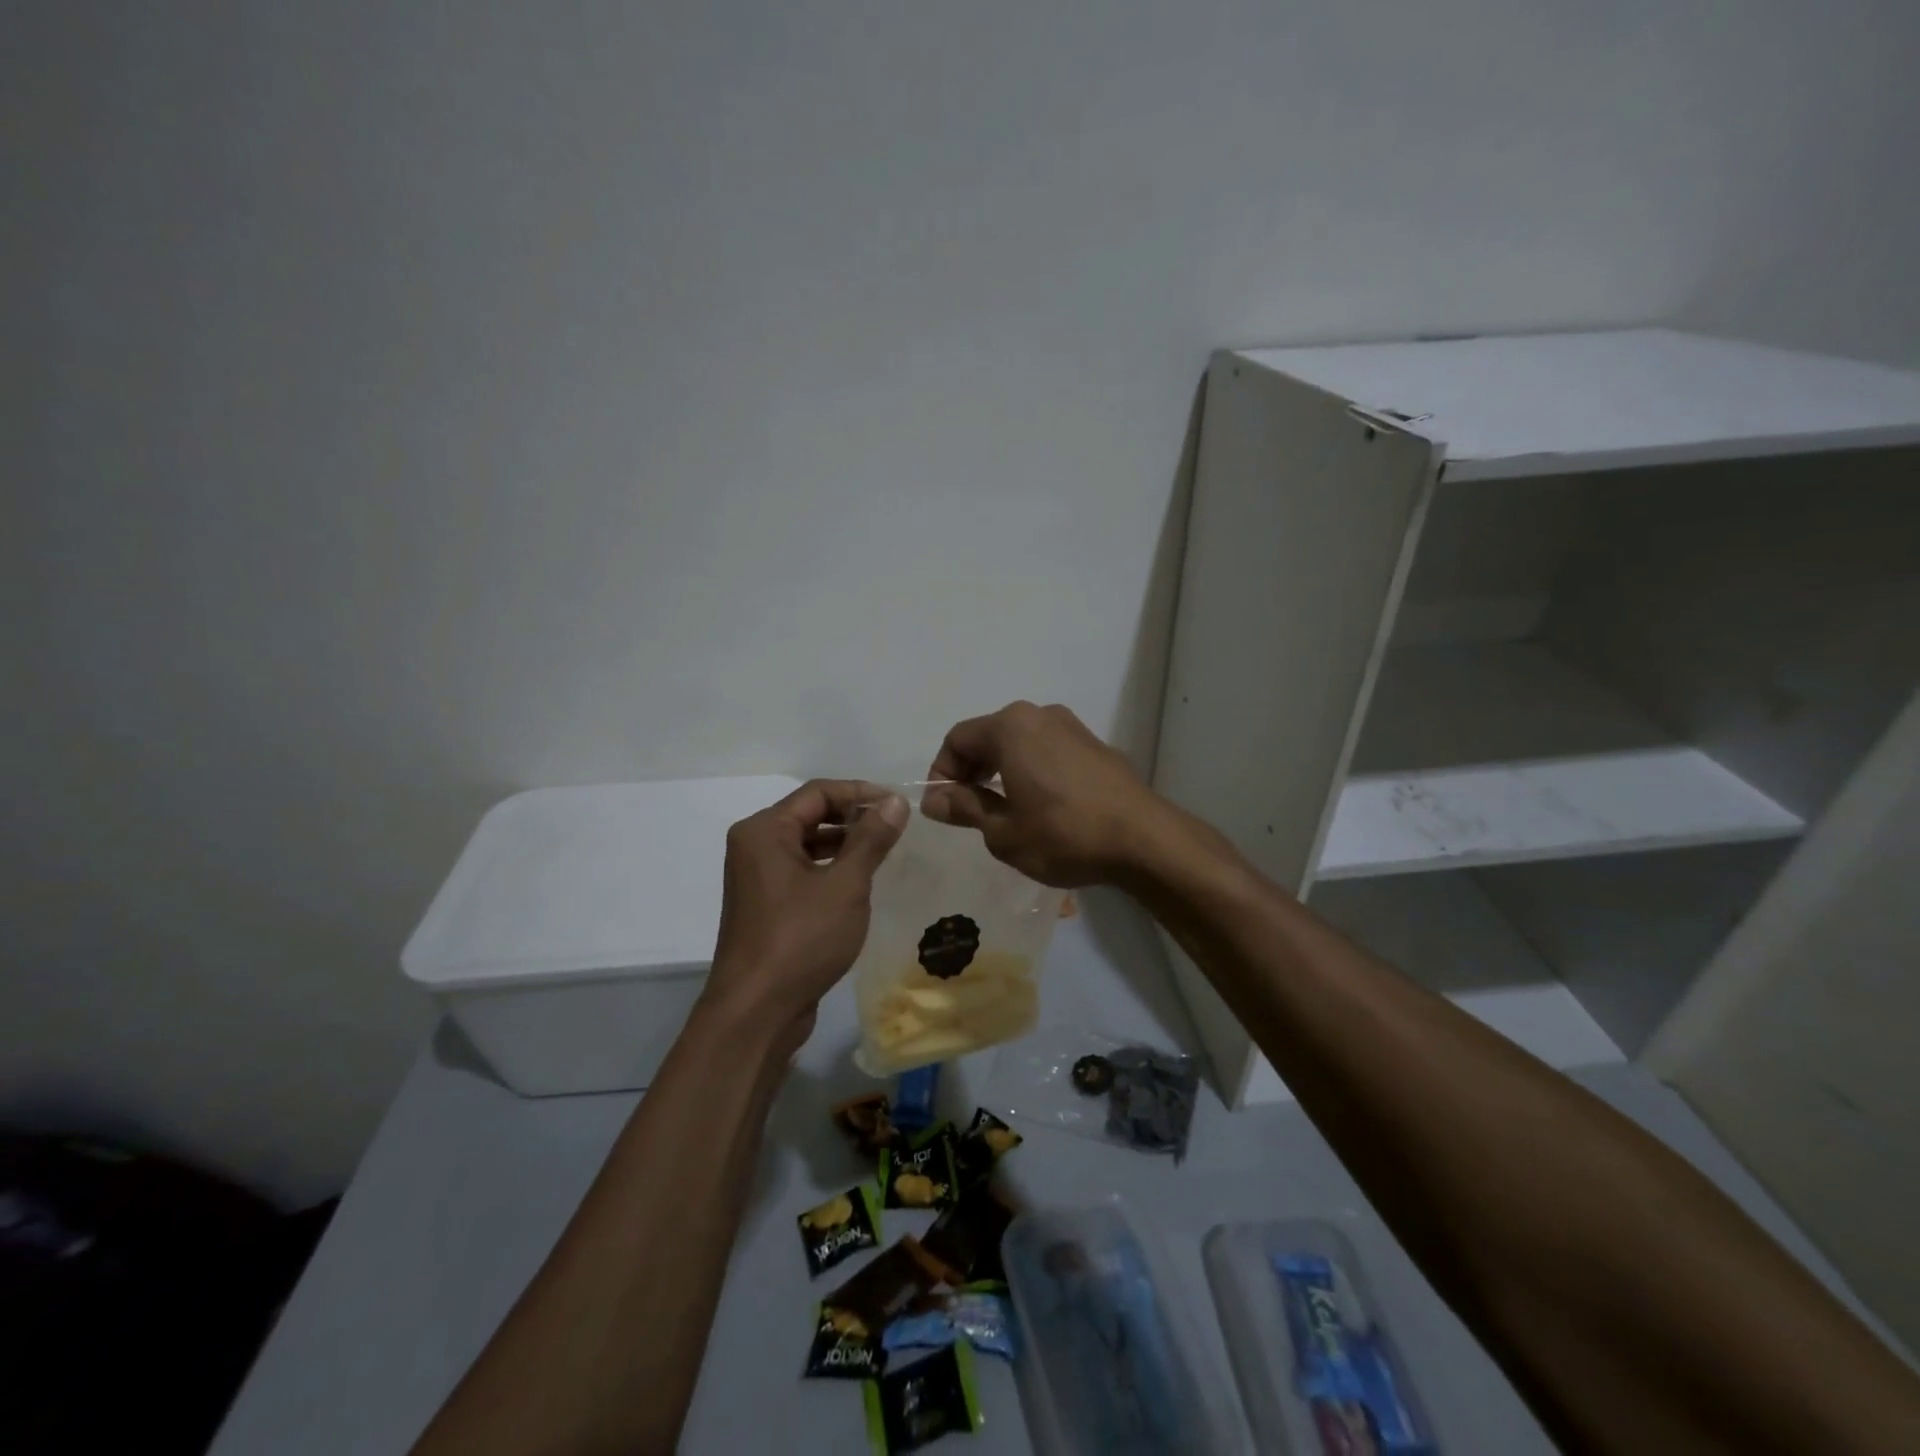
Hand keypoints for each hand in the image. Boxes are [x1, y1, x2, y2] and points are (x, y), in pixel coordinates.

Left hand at [704, 780, 906, 1039]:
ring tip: (885, 851)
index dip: (860, 793)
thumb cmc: (801, 939)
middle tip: (896, 827)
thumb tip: (894, 802)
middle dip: (853, 817)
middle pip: (810, 815)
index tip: (898, 805)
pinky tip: (861, 882)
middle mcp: (754, 846)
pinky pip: (802, 871)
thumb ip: (871, 839)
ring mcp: (757, 878)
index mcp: (764, 831)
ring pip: (807, 845)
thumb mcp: (845, 885)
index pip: (818, 792)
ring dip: (844, 844)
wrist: (756, 1012)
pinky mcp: (766, 906)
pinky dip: (830, 869)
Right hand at [921, 702, 1177, 886]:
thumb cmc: (1063, 834)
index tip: (943, 807)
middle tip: (967, 810)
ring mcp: (1073, 727)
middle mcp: (1040, 715)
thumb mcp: (1003, 831)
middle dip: (971, 770)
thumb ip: (964, 808)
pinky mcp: (1096, 746)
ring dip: (1002, 770)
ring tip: (1002, 810)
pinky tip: (1040, 806)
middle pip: (989, 736)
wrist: (1144, 839)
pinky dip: (1032, 771)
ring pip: (1021, 743)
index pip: (957, 739)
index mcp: (1011, 727)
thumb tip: (933, 799)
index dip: (942, 772)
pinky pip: (1048, 751)